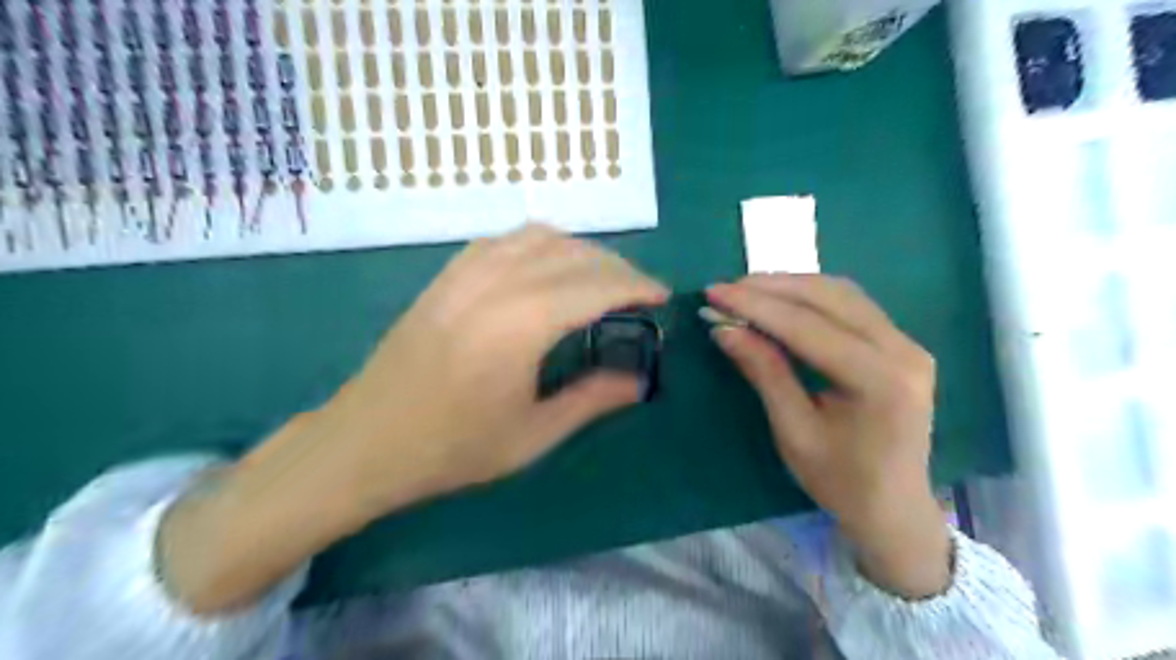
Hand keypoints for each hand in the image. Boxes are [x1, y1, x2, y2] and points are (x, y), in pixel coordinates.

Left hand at [321, 225, 669, 506]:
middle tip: (639, 293)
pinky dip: (540, 243)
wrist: (366, 442)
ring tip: (601, 276)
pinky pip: (504, 240)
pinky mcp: (446, 276)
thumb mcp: (533, 435)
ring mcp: (465, 274)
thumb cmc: (451, 449)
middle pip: (574, 255)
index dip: (636, 286)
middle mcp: (496, 284)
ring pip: (539, 237)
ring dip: (581, 250)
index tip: (662, 296)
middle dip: (617, 267)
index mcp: (521, 325)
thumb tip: (639, 380)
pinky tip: (548, 266)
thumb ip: (592, 399)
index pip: (596, 286)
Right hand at [702, 272, 948, 598]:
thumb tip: (724, 329)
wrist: (895, 508)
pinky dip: (811, 297)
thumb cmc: (839, 481)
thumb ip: (764, 372)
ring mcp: (908, 344)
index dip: (756, 306)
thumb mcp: (793, 431)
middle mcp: (902, 350)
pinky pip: (852, 305)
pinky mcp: (901, 344)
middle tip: (725, 289)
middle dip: (772, 287)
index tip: (714, 293)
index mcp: (879, 380)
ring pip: (842, 293)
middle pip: (829, 298)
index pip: (807, 327)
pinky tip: (782, 299)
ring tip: (746, 290)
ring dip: (791, 286)